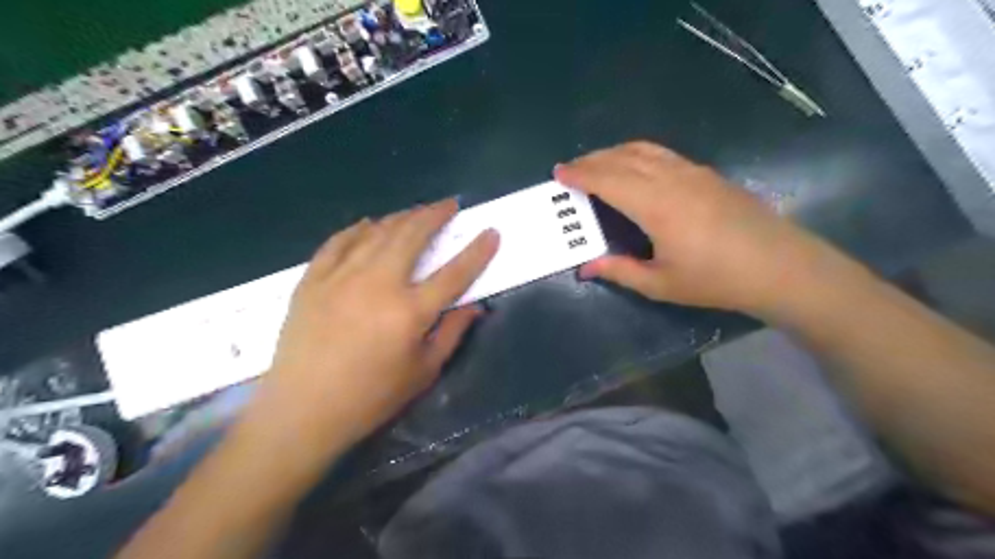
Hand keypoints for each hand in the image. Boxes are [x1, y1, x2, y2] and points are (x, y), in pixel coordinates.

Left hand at [246, 201, 496, 458]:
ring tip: (416, 212)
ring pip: (377, 232)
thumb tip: (474, 306)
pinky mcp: (313, 280)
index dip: (477, 251)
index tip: (490, 232)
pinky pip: (338, 242)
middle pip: (412, 236)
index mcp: (410, 311)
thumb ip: (452, 333)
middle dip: (435, 215)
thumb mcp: (423, 372)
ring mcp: (341, 277)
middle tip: (449, 205)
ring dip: (402, 217)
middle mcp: (378, 284)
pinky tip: (369, 225)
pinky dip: (357, 229)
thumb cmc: (371, 398)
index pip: (454, 273)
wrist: (302, 411)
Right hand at [559, 139, 832, 314]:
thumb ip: (620, 271)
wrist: (779, 266)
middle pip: (623, 158)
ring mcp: (692, 172)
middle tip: (570, 168)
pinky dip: (637, 153)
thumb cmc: (716, 279)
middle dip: (592, 160)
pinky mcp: (707, 173)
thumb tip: (586, 268)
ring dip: (614, 152)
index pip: (608, 179)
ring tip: (596, 163)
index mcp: (656, 206)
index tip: (559, 173)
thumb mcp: (661, 284)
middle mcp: (671, 179)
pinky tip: (634, 166)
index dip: (581, 174)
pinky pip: (663, 154)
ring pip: (644, 150)